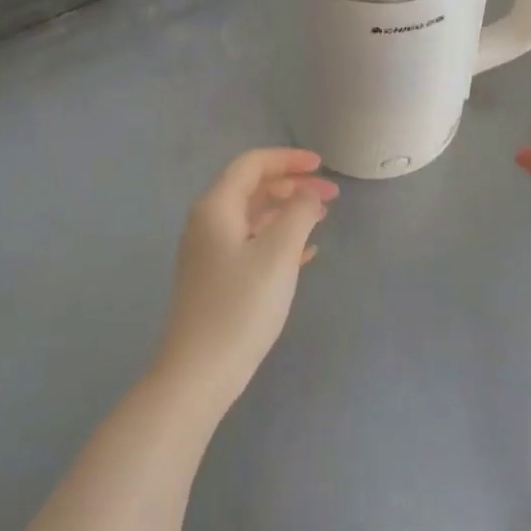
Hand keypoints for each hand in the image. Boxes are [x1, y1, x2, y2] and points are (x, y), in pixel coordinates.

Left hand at [157, 148, 338, 413]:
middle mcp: (208, 223)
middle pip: (253, 189)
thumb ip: (298, 214)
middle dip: (292, 185)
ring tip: (322, 217)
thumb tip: (309, 194)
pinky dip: (279, 239)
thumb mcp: (278, 253)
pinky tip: (306, 253)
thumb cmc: (241, 306)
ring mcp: (210, 253)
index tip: (322, 165)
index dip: (287, 159)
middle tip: (331, 194)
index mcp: (217, 208)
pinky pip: (252, 244)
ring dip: (287, 212)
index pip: (252, 165)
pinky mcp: (217, 279)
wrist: (200, 371)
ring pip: (254, 217)